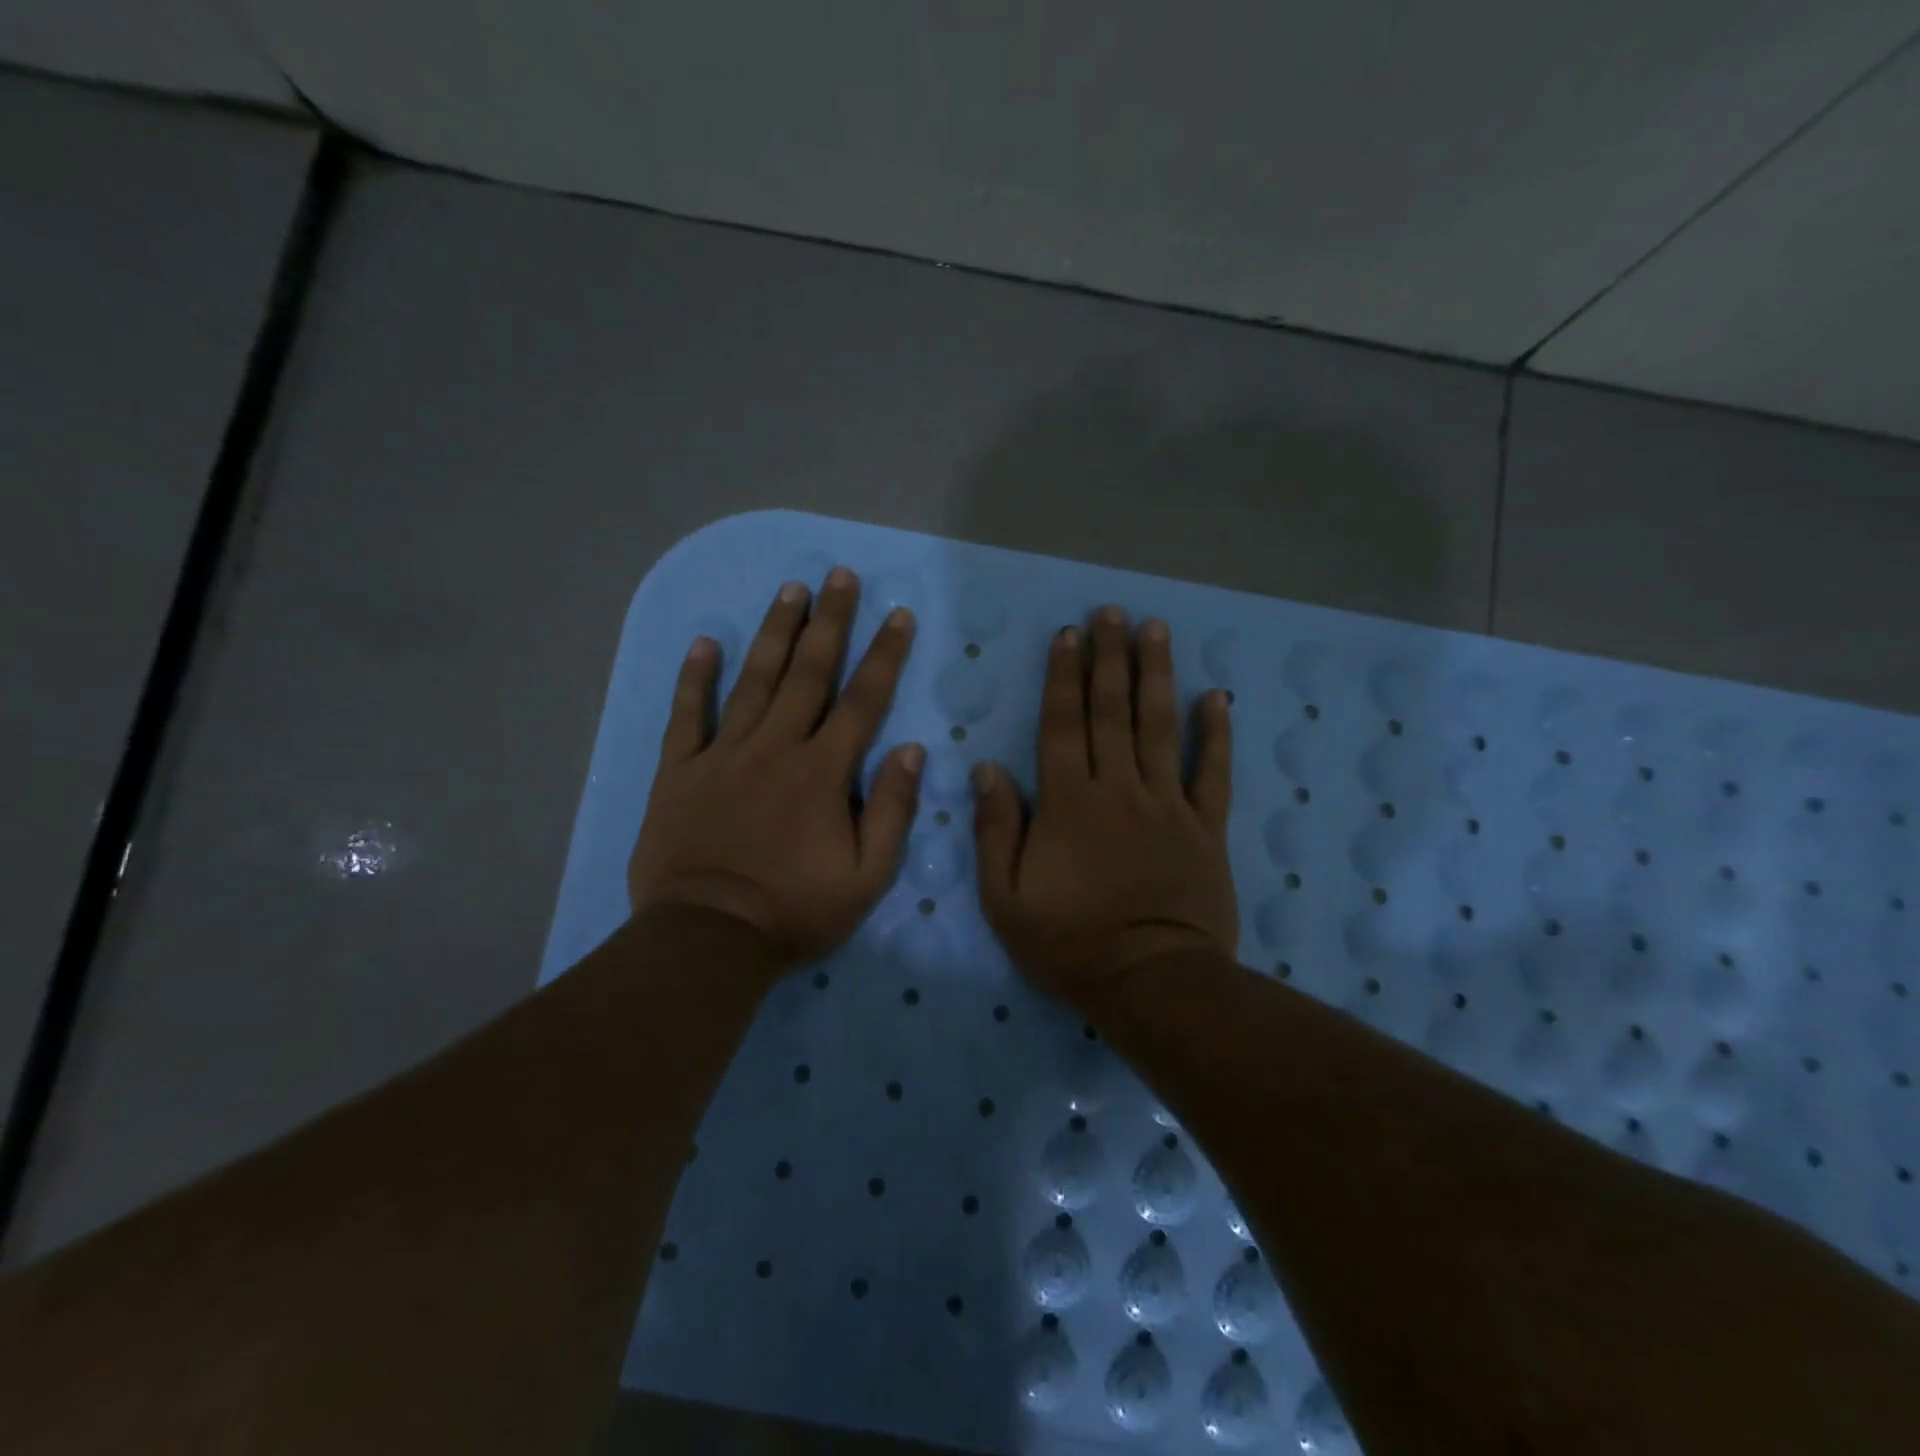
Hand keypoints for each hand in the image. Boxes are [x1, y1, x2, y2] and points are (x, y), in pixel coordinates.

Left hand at [629, 568, 922, 970]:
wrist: (708, 939)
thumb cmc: (795, 911)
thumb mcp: (867, 877)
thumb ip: (892, 811)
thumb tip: (913, 751)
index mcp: (822, 772)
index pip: (862, 701)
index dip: (884, 655)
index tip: (898, 615)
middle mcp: (775, 748)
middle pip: (808, 673)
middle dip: (830, 622)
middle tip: (840, 575)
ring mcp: (723, 755)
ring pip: (753, 680)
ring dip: (775, 633)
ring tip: (790, 590)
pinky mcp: (679, 771)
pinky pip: (687, 715)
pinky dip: (694, 678)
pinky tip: (705, 643)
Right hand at [972, 607, 1237, 1010]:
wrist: (1151, 982)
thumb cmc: (1070, 943)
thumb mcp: (1005, 897)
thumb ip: (995, 828)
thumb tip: (987, 768)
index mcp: (1068, 802)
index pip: (1062, 725)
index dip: (1063, 677)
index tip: (1068, 635)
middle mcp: (1118, 789)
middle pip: (1112, 711)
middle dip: (1109, 657)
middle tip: (1111, 611)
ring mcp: (1167, 805)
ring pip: (1161, 727)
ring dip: (1157, 675)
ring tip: (1156, 629)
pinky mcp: (1205, 828)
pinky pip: (1213, 773)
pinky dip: (1216, 735)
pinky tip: (1217, 698)